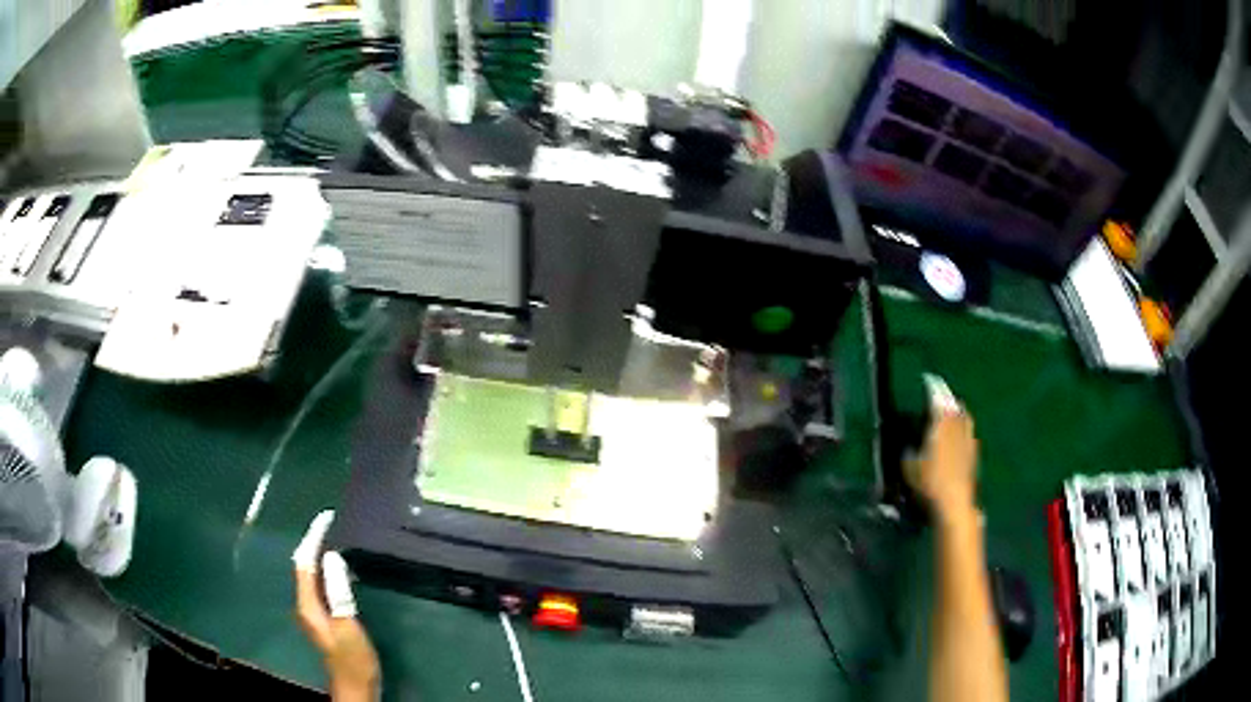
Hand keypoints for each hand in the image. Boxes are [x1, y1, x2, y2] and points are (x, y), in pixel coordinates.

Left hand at [293, 511, 379, 701]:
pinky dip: (325, 570)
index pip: (304, 562)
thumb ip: (338, 592)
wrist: (354, 686)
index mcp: (307, 604)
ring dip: (319, 555)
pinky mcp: (322, 617)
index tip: (326, 517)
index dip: (313, 538)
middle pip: (304, 566)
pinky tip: (338, 568)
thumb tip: (332, 557)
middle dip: (313, 542)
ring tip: (334, 538)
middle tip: (330, 523)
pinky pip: (319, 584)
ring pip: (310, 575)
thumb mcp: (348, 626)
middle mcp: (304, 604)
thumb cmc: (352, 658)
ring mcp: (312, 612)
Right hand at [907, 381, 979, 522]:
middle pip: (955, 404)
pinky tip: (955, 439)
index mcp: (942, 421)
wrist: (955, 503)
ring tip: (947, 417)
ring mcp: (969, 438)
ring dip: (956, 414)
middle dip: (947, 399)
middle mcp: (959, 424)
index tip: (927, 380)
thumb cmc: (930, 482)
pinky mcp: (974, 453)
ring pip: (964, 417)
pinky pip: (967, 432)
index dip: (933, 386)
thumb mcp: (909, 466)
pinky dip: (961, 430)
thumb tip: (909, 443)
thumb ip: (909, 450)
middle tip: (937, 400)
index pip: (938, 396)